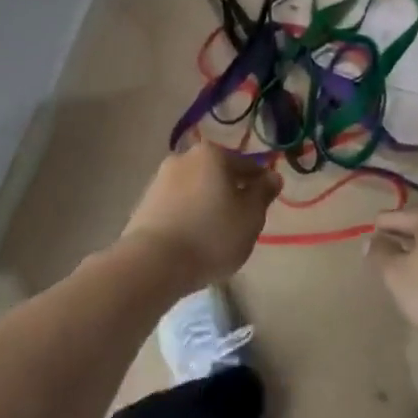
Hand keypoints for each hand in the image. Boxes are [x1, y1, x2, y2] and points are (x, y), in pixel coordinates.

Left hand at [120, 142, 280, 291]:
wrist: (153, 263)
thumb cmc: (211, 236)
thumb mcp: (250, 217)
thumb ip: (263, 193)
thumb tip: (273, 176)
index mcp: (212, 154)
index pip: (246, 164)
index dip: (260, 182)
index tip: (266, 201)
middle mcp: (184, 158)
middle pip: (217, 173)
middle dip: (230, 191)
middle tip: (241, 219)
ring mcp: (160, 179)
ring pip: (195, 188)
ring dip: (206, 202)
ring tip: (215, 233)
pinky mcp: (144, 203)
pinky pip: (176, 205)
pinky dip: (187, 215)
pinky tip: (192, 237)